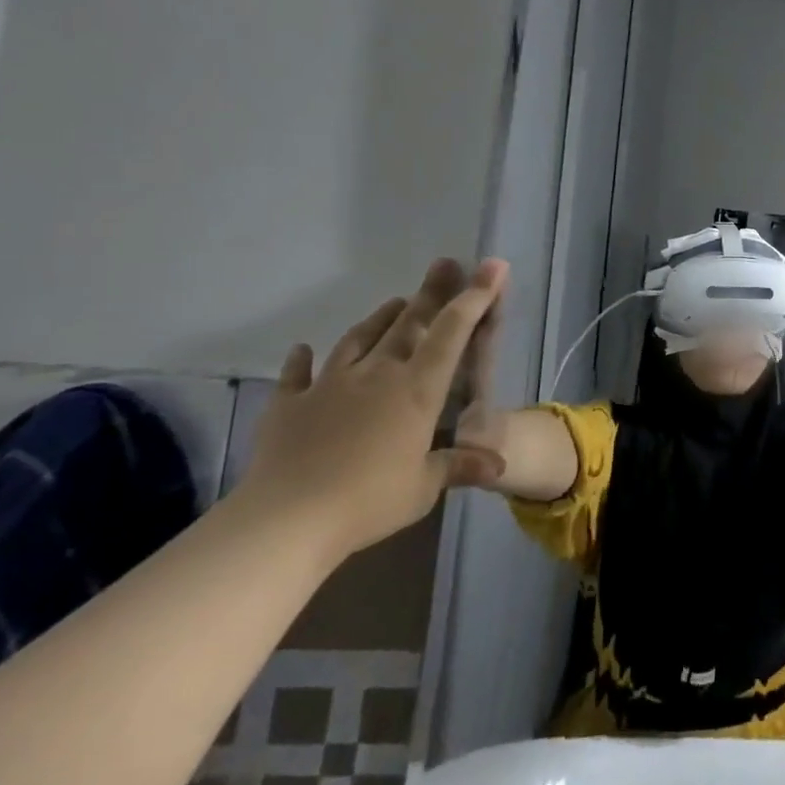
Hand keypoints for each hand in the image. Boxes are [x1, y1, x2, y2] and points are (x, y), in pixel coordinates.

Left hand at [236, 257, 509, 561]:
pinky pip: (297, 374)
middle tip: (444, 265)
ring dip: (380, 318)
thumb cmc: (369, 500)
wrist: (285, 520)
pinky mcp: (289, 404)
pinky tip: (304, 350)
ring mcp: (329, 385)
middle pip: (408, 323)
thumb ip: (459, 466)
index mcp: (418, 390)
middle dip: (431, 292)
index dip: (475, 297)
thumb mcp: (425, 486)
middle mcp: (377, 374)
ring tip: (395, 302)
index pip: (453, 332)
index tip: (492, 267)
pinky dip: (303, 360)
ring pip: (360, 339)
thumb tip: (499, 465)